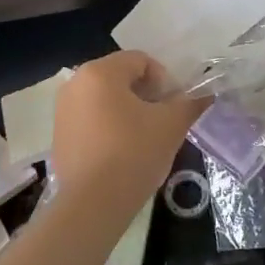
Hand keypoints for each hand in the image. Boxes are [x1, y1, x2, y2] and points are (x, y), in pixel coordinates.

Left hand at [50, 52, 205, 225]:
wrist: (92, 203)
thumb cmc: (133, 153)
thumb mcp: (171, 125)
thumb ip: (189, 104)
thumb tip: (205, 95)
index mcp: (100, 72)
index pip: (141, 60)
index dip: (164, 80)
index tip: (173, 107)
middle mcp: (75, 83)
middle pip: (120, 77)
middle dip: (145, 95)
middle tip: (161, 122)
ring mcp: (62, 109)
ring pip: (105, 99)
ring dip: (127, 111)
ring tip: (142, 139)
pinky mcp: (58, 134)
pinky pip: (90, 119)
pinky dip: (108, 127)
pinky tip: (120, 153)